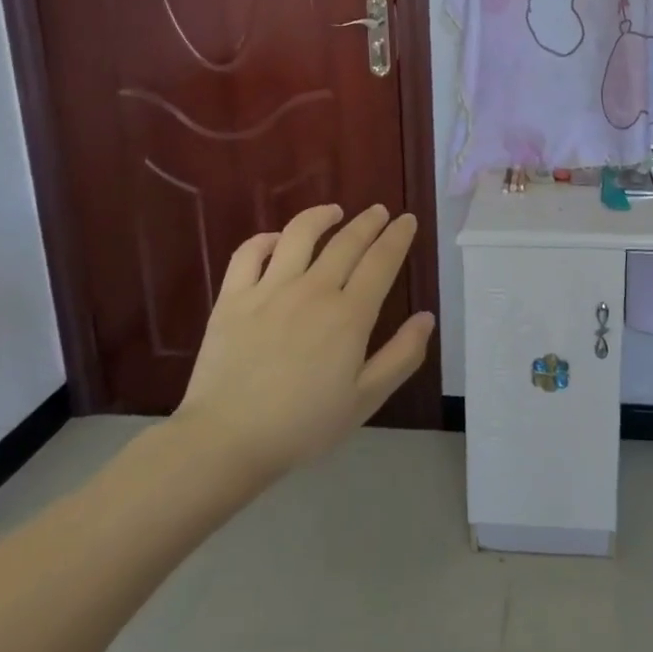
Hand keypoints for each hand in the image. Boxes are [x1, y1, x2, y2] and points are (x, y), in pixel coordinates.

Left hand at [173, 204, 434, 478]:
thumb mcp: (365, 400)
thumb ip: (401, 356)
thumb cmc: (303, 425)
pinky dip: (266, 239)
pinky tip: (277, 241)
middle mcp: (313, 290)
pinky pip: (249, 254)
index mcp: (349, 315)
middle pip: (347, 242)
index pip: (381, 261)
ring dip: (321, 216)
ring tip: (334, 211)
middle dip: (369, 222)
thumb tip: (426, 318)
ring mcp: (269, 290)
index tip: (407, 220)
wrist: (226, 440)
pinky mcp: (233, 298)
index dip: (398, 237)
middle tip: (379, 211)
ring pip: (299, 234)